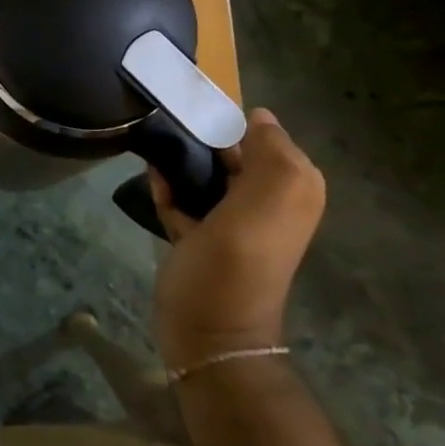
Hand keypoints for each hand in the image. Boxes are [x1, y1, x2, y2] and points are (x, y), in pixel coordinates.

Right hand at [149, 107, 324, 369]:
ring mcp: (232, 222)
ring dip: (180, 165)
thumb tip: (257, 115)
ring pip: (204, 174)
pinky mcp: (200, 236)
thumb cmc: (235, 262)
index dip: (231, 122)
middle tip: (169, 133)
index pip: (263, 135)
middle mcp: (267, 202)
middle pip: (232, 153)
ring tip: (156, 154)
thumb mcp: (268, 201)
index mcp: (291, 190)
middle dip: (201, 142)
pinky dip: (168, 189)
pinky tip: (153, 182)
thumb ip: (272, 153)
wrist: (207, 331)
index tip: (195, 114)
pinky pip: (184, 199)